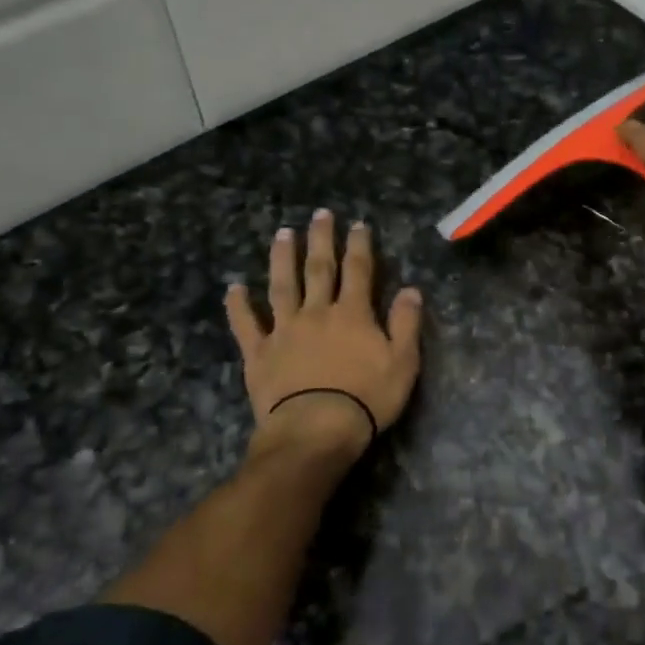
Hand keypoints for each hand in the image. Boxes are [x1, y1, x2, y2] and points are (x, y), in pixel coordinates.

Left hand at [226, 211, 423, 462]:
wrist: (316, 430)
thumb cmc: (366, 399)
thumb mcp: (402, 362)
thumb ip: (406, 324)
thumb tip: (411, 290)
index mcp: (353, 314)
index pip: (359, 271)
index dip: (359, 245)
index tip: (357, 225)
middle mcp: (317, 313)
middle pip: (319, 269)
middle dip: (321, 240)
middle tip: (319, 214)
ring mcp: (284, 331)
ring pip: (282, 287)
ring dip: (282, 259)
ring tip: (282, 234)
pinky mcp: (259, 354)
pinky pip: (246, 325)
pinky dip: (239, 306)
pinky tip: (233, 288)